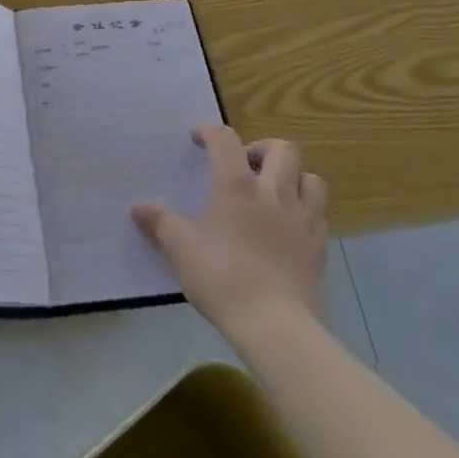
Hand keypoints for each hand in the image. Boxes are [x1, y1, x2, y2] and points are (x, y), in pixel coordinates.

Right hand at [132, 126, 327, 338]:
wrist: (275, 325)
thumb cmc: (222, 277)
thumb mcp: (181, 249)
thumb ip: (160, 223)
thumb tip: (138, 209)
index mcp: (237, 185)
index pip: (225, 139)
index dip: (210, 131)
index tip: (197, 139)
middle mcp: (274, 191)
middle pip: (281, 149)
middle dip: (262, 149)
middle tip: (244, 167)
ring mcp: (302, 217)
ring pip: (310, 176)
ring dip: (292, 176)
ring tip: (274, 192)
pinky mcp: (320, 245)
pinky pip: (319, 211)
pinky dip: (305, 208)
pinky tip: (288, 225)